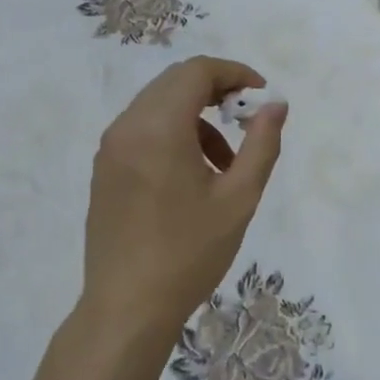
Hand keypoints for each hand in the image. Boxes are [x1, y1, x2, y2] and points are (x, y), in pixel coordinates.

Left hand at [83, 56, 287, 338]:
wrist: (127, 308)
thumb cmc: (188, 253)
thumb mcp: (238, 199)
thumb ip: (261, 144)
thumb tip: (275, 105)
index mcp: (158, 127)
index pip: (197, 72)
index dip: (234, 73)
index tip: (261, 95)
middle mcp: (127, 126)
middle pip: (175, 82)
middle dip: (215, 91)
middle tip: (246, 119)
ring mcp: (110, 148)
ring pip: (158, 105)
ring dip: (195, 115)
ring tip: (225, 162)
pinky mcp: (104, 169)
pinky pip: (142, 130)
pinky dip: (173, 133)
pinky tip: (193, 175)